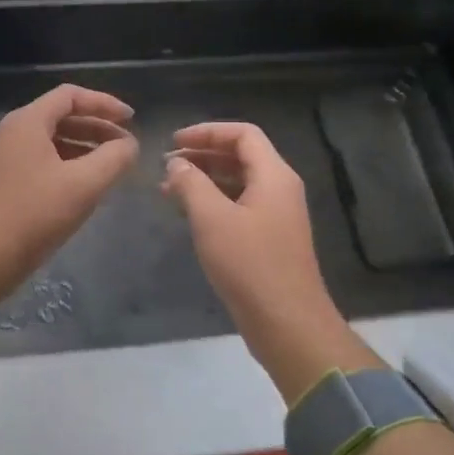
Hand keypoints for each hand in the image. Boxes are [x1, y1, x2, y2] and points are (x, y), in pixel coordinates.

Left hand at [0, 84, 137, 328]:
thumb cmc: (36, 214)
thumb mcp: (84, 184)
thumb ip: (114, 158)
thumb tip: (129, 144)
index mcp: (29, 121)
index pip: (71, 95)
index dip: (105, 103)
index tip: (132, 120)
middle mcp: (16, 131)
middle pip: (63, 115)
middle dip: (98, 125)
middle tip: (127, 143)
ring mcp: (10, 156)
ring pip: (55, 138)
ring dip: (86, 145)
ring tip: (115, 163)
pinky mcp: (10, 179)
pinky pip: (47, 159)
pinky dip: (72, 163)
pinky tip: (90, 184)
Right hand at [161, 122, 383, 400]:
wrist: (287, 323)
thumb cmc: (249, 264)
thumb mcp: (212, 218)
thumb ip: (191, 183)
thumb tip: (176, 163)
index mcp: (274, 176)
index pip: (242, 134)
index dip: (207, 131)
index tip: (174, 141)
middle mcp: (280, 189)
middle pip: (241, 156)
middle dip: (202, 155)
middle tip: (166, 165)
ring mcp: (277, 215)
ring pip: (238, 182)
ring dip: (204, 179)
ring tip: (168, 189)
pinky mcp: (269, 239)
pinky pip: (239, 205)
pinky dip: (213, 202)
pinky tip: (187, 214)